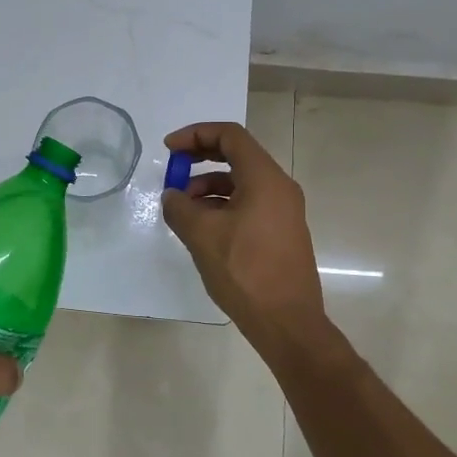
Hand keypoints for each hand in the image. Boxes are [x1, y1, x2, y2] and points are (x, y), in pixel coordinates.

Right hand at [159, 121, 326, 350]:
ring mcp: (284, 210)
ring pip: (242, 182)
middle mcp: (279, 187)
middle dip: (201, 158)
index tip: (169, 149)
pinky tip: (202, 227)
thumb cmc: (244, 271)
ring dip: (209, 186)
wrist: (287, 321)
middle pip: (237, 155)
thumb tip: (173, 196)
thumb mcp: (202, 235)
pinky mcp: (282, 231)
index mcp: (264, 178)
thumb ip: (180, 207)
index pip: (230, 136)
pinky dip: (223, 204)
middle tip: (173, 170)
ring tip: (183, 208)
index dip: (196, 134)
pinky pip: (250, 203)